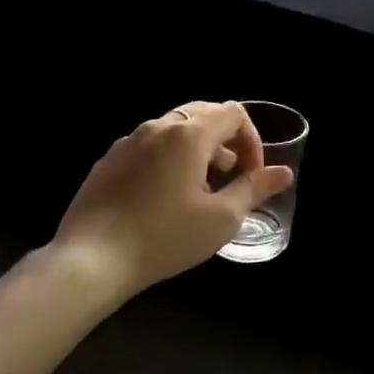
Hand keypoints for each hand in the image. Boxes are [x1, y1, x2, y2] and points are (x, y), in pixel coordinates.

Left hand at [42, 102, 293, 298]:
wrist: (90, 260)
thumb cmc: (165, 237)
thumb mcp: (222, 218)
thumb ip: (255, 189)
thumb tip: (283, 173)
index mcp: (189, 134)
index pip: (233, 113)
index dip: (252, 139)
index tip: (252, 174)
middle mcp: (158, 127)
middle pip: (203, 114)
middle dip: (226, 140)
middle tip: (231, 174)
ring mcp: (128, 141)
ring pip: (174, 129)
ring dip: (197, 149)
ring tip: (200, 187)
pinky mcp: (108, 161)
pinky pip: (149, 146)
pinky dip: (168, 158)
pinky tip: (163, 197)